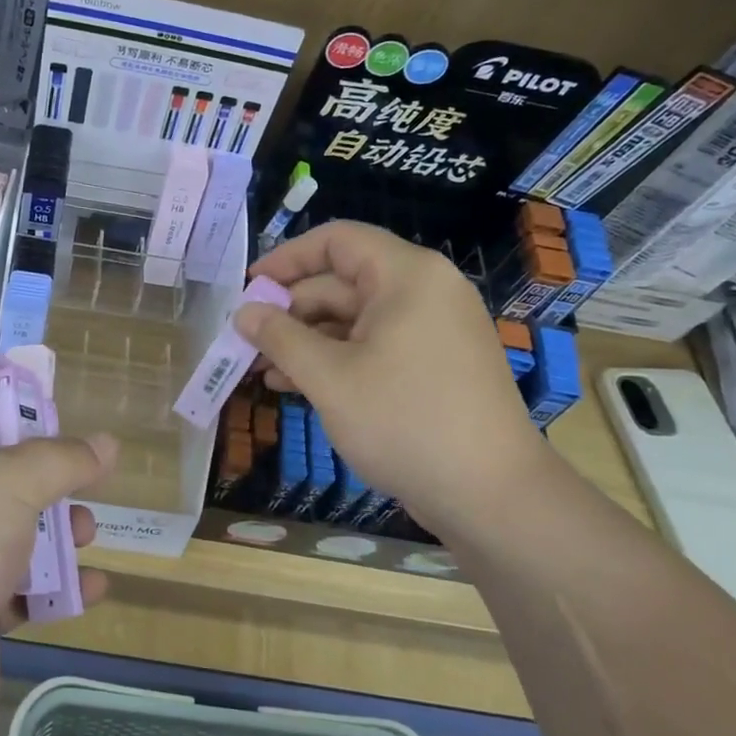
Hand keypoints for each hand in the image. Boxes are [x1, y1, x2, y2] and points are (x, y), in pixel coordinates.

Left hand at [0, 391, 116, 734]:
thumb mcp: (8, 482)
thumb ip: (62, 459)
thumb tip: (107, 445)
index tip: (38, 392)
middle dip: (40, 473)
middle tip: (78, 469)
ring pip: (8, 529)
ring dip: (54, 530)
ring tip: (86, 531)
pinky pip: (16, 586)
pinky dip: (54, 585)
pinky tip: (93, 585)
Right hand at [235, 221, 552, 535]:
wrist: (492, 495)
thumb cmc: (404, 422)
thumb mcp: (329, 377)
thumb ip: (280, 337)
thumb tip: (243, 312)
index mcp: (407, 276)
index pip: (336, 240)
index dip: (286, 258)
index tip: (248, 287)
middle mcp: (424, 292)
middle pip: (342, 282)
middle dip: (290, 311)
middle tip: (245, 342)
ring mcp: (433, 330)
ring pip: (354, 320)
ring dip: (306, 341)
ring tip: (262, 371)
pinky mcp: (434, 365)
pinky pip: (374, 346)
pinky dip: (335, 360)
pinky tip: (297, 386)